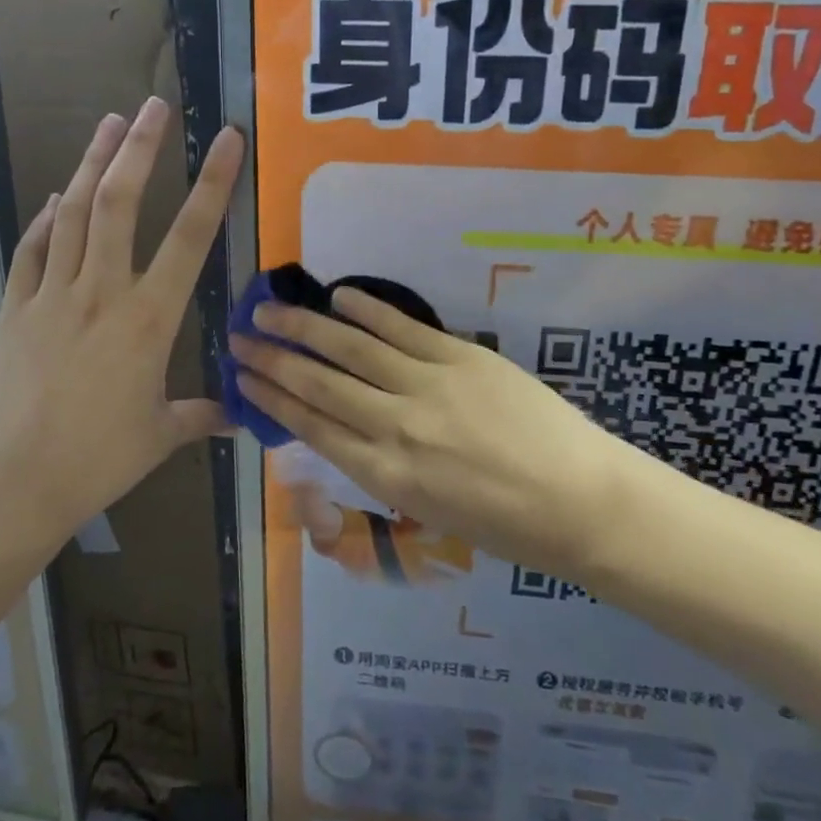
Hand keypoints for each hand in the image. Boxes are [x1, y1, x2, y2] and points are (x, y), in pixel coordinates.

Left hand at [0, 98, 242, 541]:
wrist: (10, 484)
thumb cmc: (96, 461)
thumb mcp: (158, 436)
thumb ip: (199, 415)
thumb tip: (238, 416)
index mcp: (148, 319)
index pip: (189, 237)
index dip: (213, 183)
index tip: (227, 139)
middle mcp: (101, 291)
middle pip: (119, 203)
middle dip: (140, 148)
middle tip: (154, 106)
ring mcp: (52, 295)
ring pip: (73, 212)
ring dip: (92, 163)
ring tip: (110, 123)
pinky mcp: (15, 307)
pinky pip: (33, 249)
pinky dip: (46, 218)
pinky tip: (55, 197)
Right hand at [230, 288, 646, 578]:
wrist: (580, 502)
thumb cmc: (505, 524)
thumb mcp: (428, 512)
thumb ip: (382, 468)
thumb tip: (346, 428)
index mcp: (385, 477)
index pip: (312, 427)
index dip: (271, 398)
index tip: (242, 378)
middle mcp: (395, 428)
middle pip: (319, 384)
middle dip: (273, 359)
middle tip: (240, 336)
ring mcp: (428, 387)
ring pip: (352, 350)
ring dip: (306, 327)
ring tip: (270, 309)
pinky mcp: (461, 357)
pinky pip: (403, 328)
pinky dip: (367, 311)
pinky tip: (339, 296)